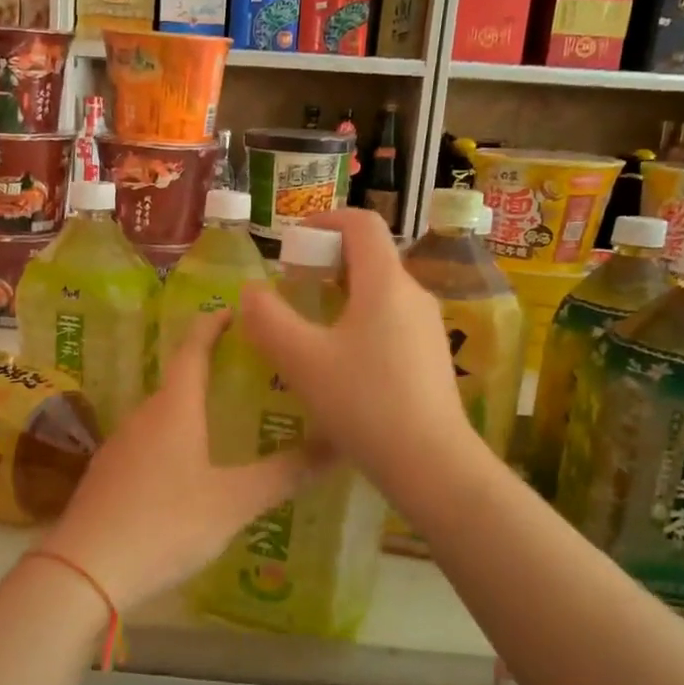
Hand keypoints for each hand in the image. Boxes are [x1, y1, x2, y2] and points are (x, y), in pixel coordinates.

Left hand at [41, 309, 324, 614]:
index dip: (213, 326)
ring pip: (162, 416)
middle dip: (209, 371)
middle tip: (246, 374)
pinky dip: (172, 441)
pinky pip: (147, 444)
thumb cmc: (165, 524)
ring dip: (190, 410)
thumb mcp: (234, 502)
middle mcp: (143, 417)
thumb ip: (285, 474)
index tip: (233, 310)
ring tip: (223, 421)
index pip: (193, 349)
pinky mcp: (107, 475)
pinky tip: (187, 470)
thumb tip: (339, 444)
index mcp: (174, 409)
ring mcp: (120, 446)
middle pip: (178, 382)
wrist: (85, 570)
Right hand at [238, 209, 474, 498]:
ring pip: (379, 292)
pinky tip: (340, 364)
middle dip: (325, 262)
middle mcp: (413, 294)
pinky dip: (360, 322)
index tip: (292, 244)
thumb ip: (268, 319)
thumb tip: (252, 292)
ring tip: (309, 329)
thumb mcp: (301, 360)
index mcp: (385, 282)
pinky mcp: (431, 357)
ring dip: (341, 295)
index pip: (361, 223)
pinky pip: (391, 321)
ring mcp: (428, 327)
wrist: (432, 464)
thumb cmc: (364, 403)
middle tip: (292, 290)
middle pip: (369, 256)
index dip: (324, 220)